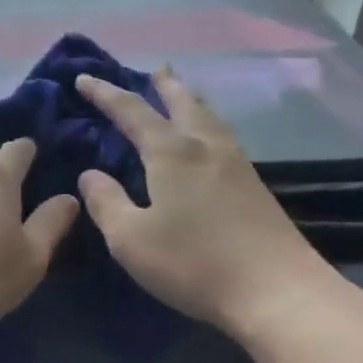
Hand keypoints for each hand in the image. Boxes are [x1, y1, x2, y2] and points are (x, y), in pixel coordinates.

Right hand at [75, 68, 332, 338]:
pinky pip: (222, 136)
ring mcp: (236, 164)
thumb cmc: (194, 262)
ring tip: (182, 93)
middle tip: (155, 69)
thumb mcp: (130, 239)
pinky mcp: (254, 186)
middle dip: (164, 84)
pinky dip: (206, 123)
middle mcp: (205, 147)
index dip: (104, 93)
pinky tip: (208, 140)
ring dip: (190, 99)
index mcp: (172, 153)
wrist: (278, 293)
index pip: (131, 111)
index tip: (84, 78)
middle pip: (183, 102)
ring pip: (209, 117)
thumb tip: (90, 175)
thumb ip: (106, 202)